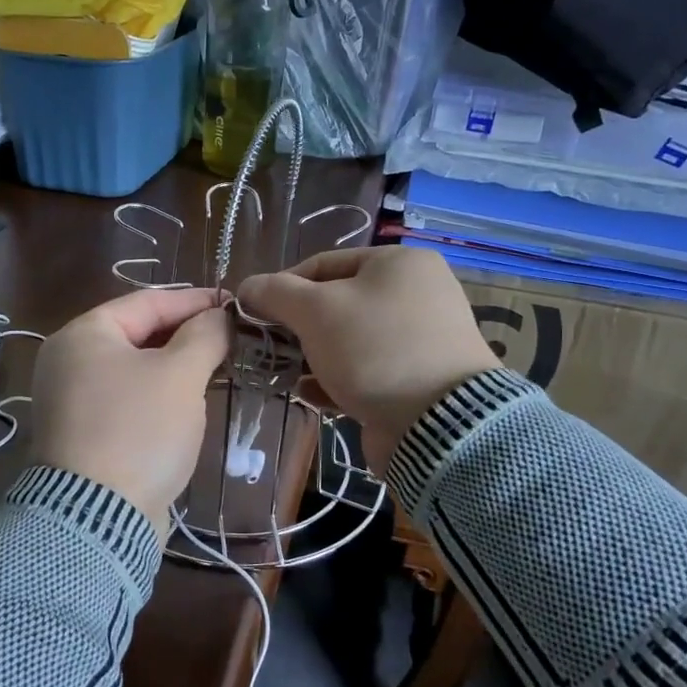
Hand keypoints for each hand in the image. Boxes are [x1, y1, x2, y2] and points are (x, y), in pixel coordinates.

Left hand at [28, 287, 231, 526]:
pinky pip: (128, 400)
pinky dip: (159, 396)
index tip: (233, 304)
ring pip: (135, 370)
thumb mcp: (180, 375)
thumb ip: (204, 336)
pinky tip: (190, 403)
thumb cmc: (139, 430)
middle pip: (138, 334)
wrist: (98, 518)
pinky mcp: (85, 434)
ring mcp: (73, 400)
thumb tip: (219, 316)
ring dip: (176, 367)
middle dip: (187, 335)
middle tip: (230, 338)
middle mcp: (69, 361)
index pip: (147, 302)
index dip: (194, 300)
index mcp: (84, 335)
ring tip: (218, 367)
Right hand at [239, 246, 496, 472]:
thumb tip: (247, 287)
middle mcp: (416, 294)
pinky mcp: (417, 379)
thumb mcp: (315, 310)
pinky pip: (366, 370)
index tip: (255, 313)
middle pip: (337, 302)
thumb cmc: (374, 349)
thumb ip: (275, 293)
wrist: (439, 424)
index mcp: (399, 263)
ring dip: (313, 355)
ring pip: (349, 340)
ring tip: (284, 372)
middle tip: (269, 345)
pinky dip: (336, 379)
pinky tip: (310, 394)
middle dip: (298, 326)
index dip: (283, 287)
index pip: (323, 264)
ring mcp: (420, 339)